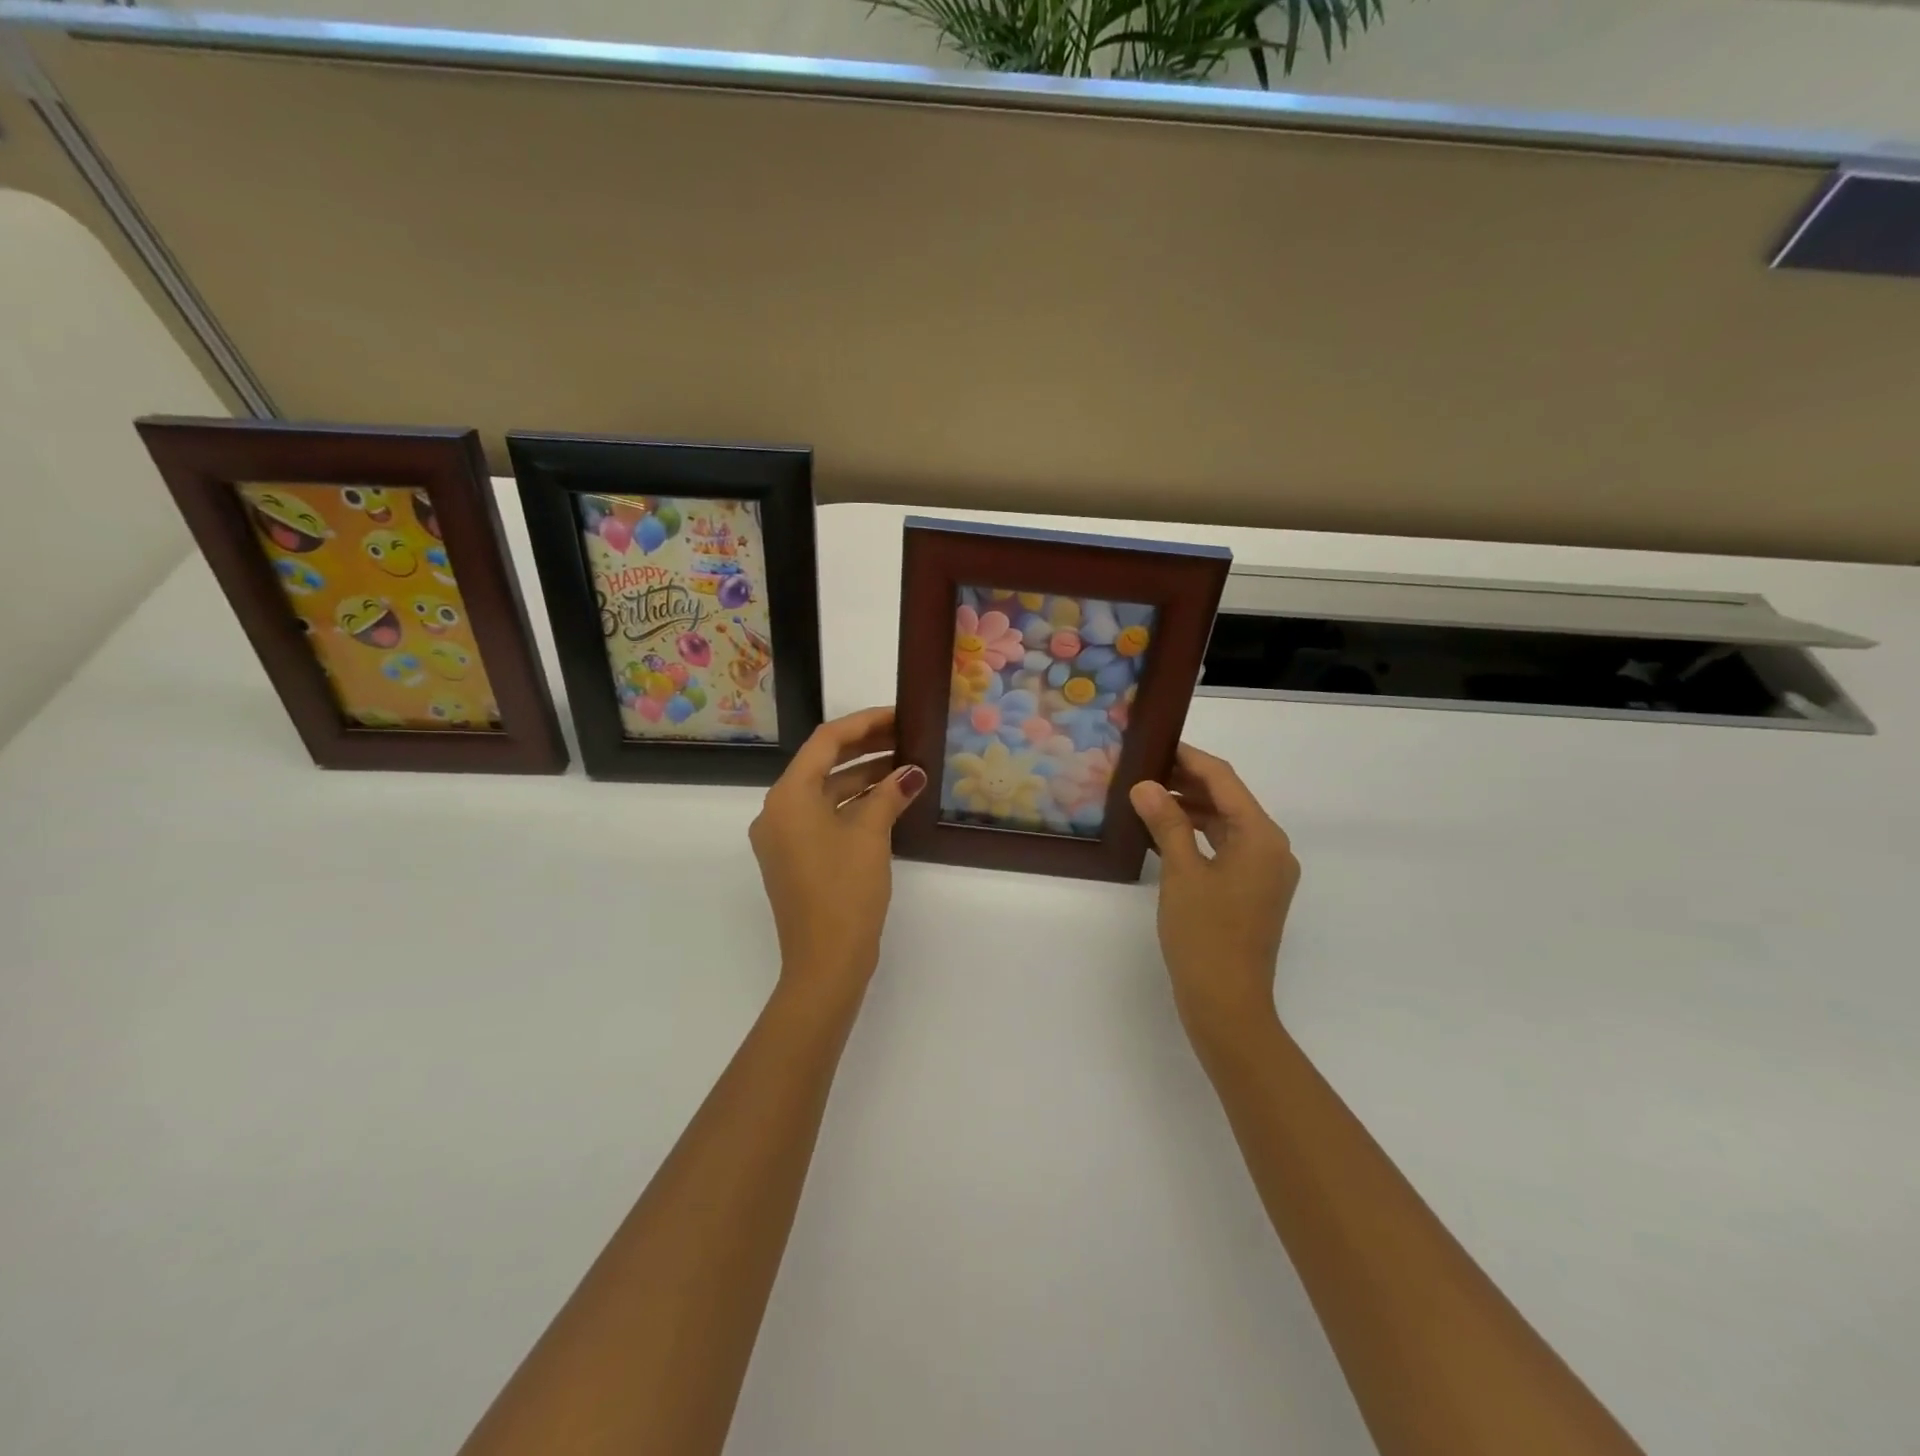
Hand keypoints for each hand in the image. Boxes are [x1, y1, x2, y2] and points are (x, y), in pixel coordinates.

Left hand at [749, 707, 926, 998]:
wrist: (825, 962)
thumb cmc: (845, 891)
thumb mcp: (870, 835)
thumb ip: (889, 794)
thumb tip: (912, 772)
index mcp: (788, 797)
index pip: (825, 742)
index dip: (864, 724)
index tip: (898, 715)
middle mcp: (778, 811)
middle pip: (822, 764)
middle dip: (865, 749)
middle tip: (906, 736)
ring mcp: (784, 837)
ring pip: (825, 792)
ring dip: (862, 777)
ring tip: (905, 766)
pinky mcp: (795, 858)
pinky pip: (824, 817)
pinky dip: (854, 805)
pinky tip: (888, 800)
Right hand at [1129, 744, 1299, 1043]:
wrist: (1228, 1003)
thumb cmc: (1205, 934)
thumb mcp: (1181, 873)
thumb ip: (1166, 823)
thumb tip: (1145, 785)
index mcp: (1261, 837)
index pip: (1224, 780)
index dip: (1190, 758)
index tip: (1157, 743)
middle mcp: (1271, 848)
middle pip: (1228, 800)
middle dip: (1187, 782)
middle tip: (1144, 769)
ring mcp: (1265, 872)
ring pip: (1226, 825)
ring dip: (1190, 809)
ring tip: (1147, 798)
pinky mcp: (1253, 891)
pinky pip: (1225, 848)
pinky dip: (1197, 836)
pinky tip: (1163, 835)